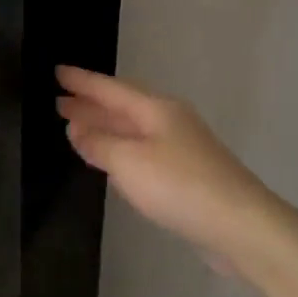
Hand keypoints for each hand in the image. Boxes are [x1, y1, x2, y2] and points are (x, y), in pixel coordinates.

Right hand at [55, 65, 283, 266]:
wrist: (241, 225)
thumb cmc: (180, 186)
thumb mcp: (129, 163)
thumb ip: (99, 144)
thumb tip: (76, 128)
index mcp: (156, 110)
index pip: (111, 89)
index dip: (83, 82)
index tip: (57, 71)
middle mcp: (170, 121)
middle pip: (123, 107)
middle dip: (91, 104)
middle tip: (59, 101)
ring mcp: (181, 147)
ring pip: (133, 129)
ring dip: (104, 126)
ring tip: (76, 126)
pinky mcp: (187, 174)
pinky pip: (143, 150)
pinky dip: (120, 148)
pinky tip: (110, 158)